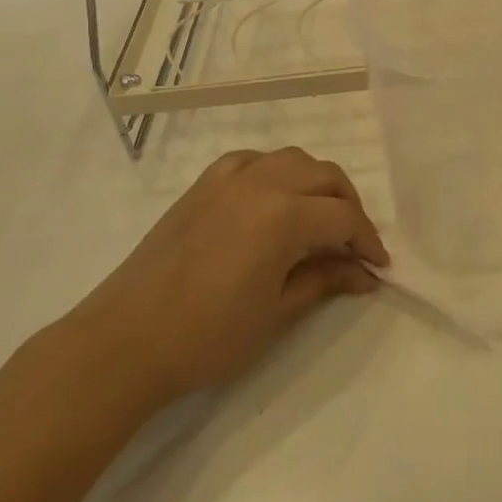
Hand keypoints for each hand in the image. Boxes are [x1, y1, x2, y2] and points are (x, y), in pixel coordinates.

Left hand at [69, 147, 389, 403]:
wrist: (124, 342)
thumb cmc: (207, 337)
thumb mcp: (277, 313)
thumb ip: (325, 281)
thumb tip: (365, 275)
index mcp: (283, 216)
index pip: (344, 217)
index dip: (367, 241)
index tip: (378, 267)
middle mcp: (261, 184)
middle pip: (325, 177)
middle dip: (348, 207)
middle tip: (353, 245)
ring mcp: (228, 180)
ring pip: (291, 160)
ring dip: (315, 183)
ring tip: (317, 219)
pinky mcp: (202, 186)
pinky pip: (251, 161)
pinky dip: (273, 172)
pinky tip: (272, 200)